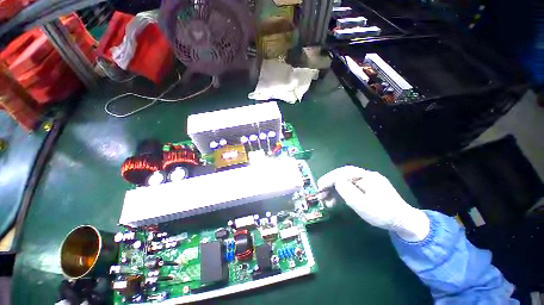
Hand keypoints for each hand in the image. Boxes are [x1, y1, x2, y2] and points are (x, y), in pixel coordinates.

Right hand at [317, 166, 429, 240]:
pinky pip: (348, 188)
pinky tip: (333, 201)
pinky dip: (339, 194)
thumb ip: (349, 192)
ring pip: (344, 182)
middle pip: (342, 175)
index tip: (319, 186)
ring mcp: (365, 182)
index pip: (344, 173)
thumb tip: (336, 183)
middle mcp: (365, 176)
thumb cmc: (385, 215)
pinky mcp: (364, 189)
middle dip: (329, 183)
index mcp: (368, 177)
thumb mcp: (365, 206)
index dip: (330, 178)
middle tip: (319, 192)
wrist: (404, 223)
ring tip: (324, 200)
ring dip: (332, 190)